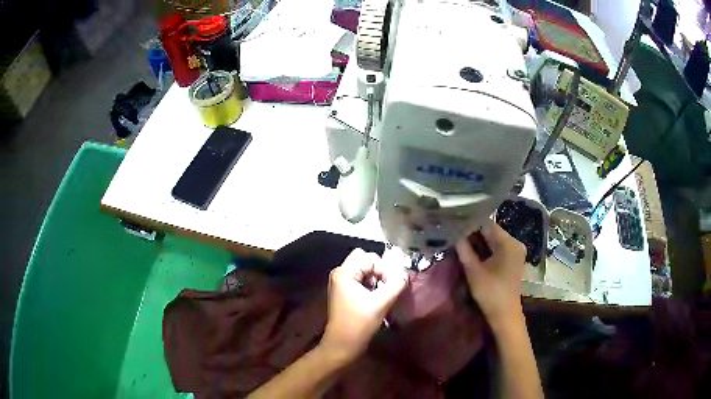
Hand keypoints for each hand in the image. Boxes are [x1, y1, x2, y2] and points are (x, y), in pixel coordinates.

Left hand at [320, 249, 407, 363]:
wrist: (342, 344)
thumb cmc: (359, 324)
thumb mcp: (380, 303)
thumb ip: (395, 285)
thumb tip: (405, 274)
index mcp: (344, 273)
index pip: (369, 257)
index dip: (384, 268)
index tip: (392, 284)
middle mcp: (340, 273)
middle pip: (365, 260)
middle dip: (381, 270)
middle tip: (389, 286)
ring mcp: (341, 283)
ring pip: (364, 270)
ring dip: (377, 278)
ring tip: (384, 293)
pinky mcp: (344, 292)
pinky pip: (361, 279)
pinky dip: (371, 284)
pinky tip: (377, 298)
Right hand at [456, 220, 526, 327]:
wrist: (504, 314)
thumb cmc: (490, 292)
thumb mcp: (473, 270)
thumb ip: (464, 249)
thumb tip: (454, 233)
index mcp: (509, 243)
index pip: (487, 224)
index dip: (470, 224)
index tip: (454, 225)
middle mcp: (515, 243)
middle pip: (491, 232)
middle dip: (473, 234)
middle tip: (455, 234)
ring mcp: (516, 252)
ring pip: (494, 240)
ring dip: (479, 242)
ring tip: (460, 242)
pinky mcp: (513, 260)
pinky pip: (498, 248)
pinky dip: (486, 250)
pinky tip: (473, 253)